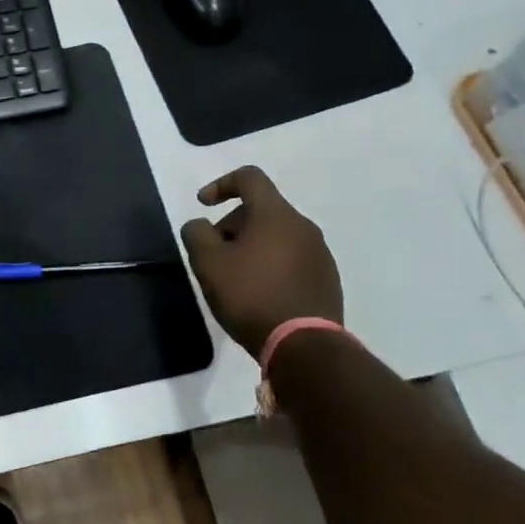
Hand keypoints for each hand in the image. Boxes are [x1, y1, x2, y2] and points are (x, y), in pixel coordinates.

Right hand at [180, 166, 342, 356]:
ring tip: (235, 278)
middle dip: (232, 225)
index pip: (249, 177)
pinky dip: (271, 265)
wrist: (304, 346)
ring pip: (277, 235)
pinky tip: (259, 293)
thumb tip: (201, 225)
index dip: (221, 184)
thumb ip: (197, 234)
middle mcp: (303, 226)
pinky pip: (292, 259)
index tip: (203, 205)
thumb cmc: (250, 296)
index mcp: (275, 215)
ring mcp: (320, 253)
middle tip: (214, 254)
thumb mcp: (208, 263)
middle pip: (262, 209)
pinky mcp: (327, 279)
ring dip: (252, 246)